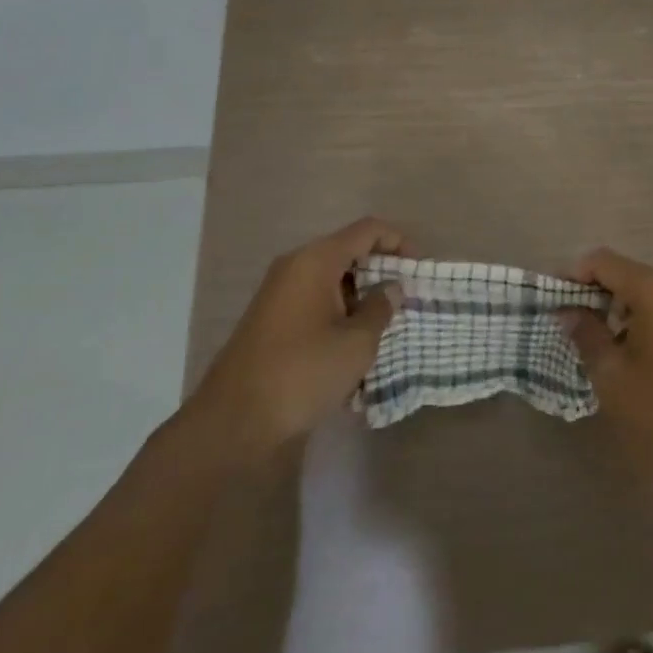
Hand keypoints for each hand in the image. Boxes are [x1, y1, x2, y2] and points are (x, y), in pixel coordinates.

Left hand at [188, 218, 407, 467]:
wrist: (233, 422)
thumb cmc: (302, 373)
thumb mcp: (355, 343)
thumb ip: (380, 308)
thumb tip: (391, 288)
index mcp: (316, 260)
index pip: (367, 230)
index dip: (398, 242)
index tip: (418, 270)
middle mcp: (295, 266)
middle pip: (348, 252)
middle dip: (379, 272)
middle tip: (405, 300)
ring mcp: (279, 292)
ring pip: (331, 279)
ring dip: (359, 296)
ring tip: (383, 328)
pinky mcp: (271, 319)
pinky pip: (314, 301)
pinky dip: (337, 313)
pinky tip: (351, 347)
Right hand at [561, 249, 652, 489]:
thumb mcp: (613, 374)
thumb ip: (585, 333)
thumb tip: (567, 311)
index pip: (602, 261)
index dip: (573, 275)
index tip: (553, 300)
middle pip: (623, 273)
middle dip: (592, 292)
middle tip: (568, 322)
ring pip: (642, 291)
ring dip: (614, 307)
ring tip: (592, 340)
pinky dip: (636, 319)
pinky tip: (624, 352)